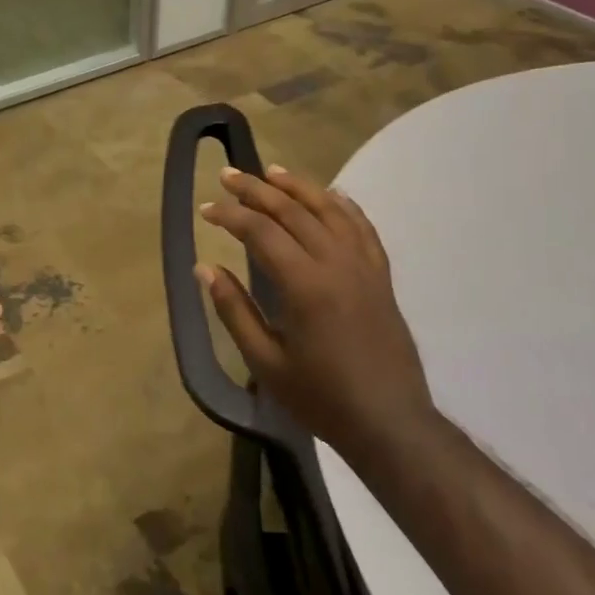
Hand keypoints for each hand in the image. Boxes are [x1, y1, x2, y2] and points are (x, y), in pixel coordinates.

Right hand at [197, 164, 434, 456]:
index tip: (206, 209)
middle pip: (293, 211)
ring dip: (298, 187)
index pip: (261, 232)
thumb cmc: (321, 397)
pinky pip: (362, 227)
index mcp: (304, 285)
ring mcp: (364, 266)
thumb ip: (234, 310)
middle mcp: (336, 263)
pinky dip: (342, 205)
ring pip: (330, 210)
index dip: (230, 215)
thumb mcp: (266, 363)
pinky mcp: (381, 276)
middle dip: (257, 189)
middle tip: (228, 174)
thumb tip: (205, 269)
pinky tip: (330, 195)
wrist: (389, 422)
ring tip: (272, 172)